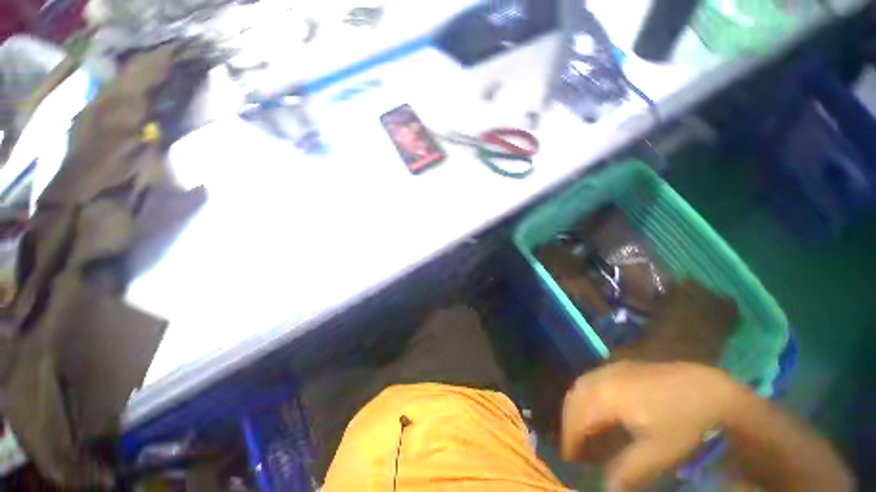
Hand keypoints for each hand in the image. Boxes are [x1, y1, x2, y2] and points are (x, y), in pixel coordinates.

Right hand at [561, 361, 741, 490]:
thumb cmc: (682, 422)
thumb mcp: (658, 452)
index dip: (570, 439)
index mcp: (607, 397)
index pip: (576, 418)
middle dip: (568, 421)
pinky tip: (598, 407)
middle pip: (573, 397)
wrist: (708, 388)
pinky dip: (587, 395)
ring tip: (582, 427)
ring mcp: (611, 368)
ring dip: (576, 406)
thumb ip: (628, 470)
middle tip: (573, 444)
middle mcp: (602, 378)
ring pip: (580, 385)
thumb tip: (606, 489)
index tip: (569, 459)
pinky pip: (592, 379)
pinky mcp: (620, 366)